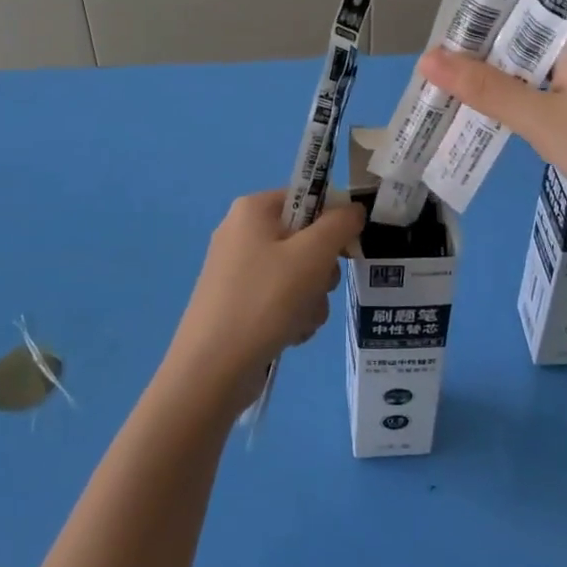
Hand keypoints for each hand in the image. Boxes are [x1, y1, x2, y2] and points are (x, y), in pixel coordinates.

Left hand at [161, 190, 365, 415]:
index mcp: (253, 209)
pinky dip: (293, 316)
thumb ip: (340, 225)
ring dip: (311, 299)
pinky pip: (283, 298)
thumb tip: (353, 209)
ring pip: (300, 274)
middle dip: (321, 270)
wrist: (212, 369)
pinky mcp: (240, 302)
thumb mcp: (312, 255)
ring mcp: (239, 270)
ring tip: (298, 319)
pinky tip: (288, 334)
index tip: (347, 249)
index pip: (308, 197)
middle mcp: (243, 232)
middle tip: (316, 287)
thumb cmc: (264, 300)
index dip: (333, 221)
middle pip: (306, 238)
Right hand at [420, 25, 566, 244]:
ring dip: (502, 80)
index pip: (512, 11)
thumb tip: (428, 58)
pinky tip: (503, 114)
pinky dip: (527, 98)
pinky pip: (555, 86)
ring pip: (537, 65)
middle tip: (434, 78)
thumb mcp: (542, 121)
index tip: (432, 50)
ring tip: (456, 96)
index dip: (471, 27)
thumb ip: (485, 88)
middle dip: (480, 57)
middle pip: (522, 38)